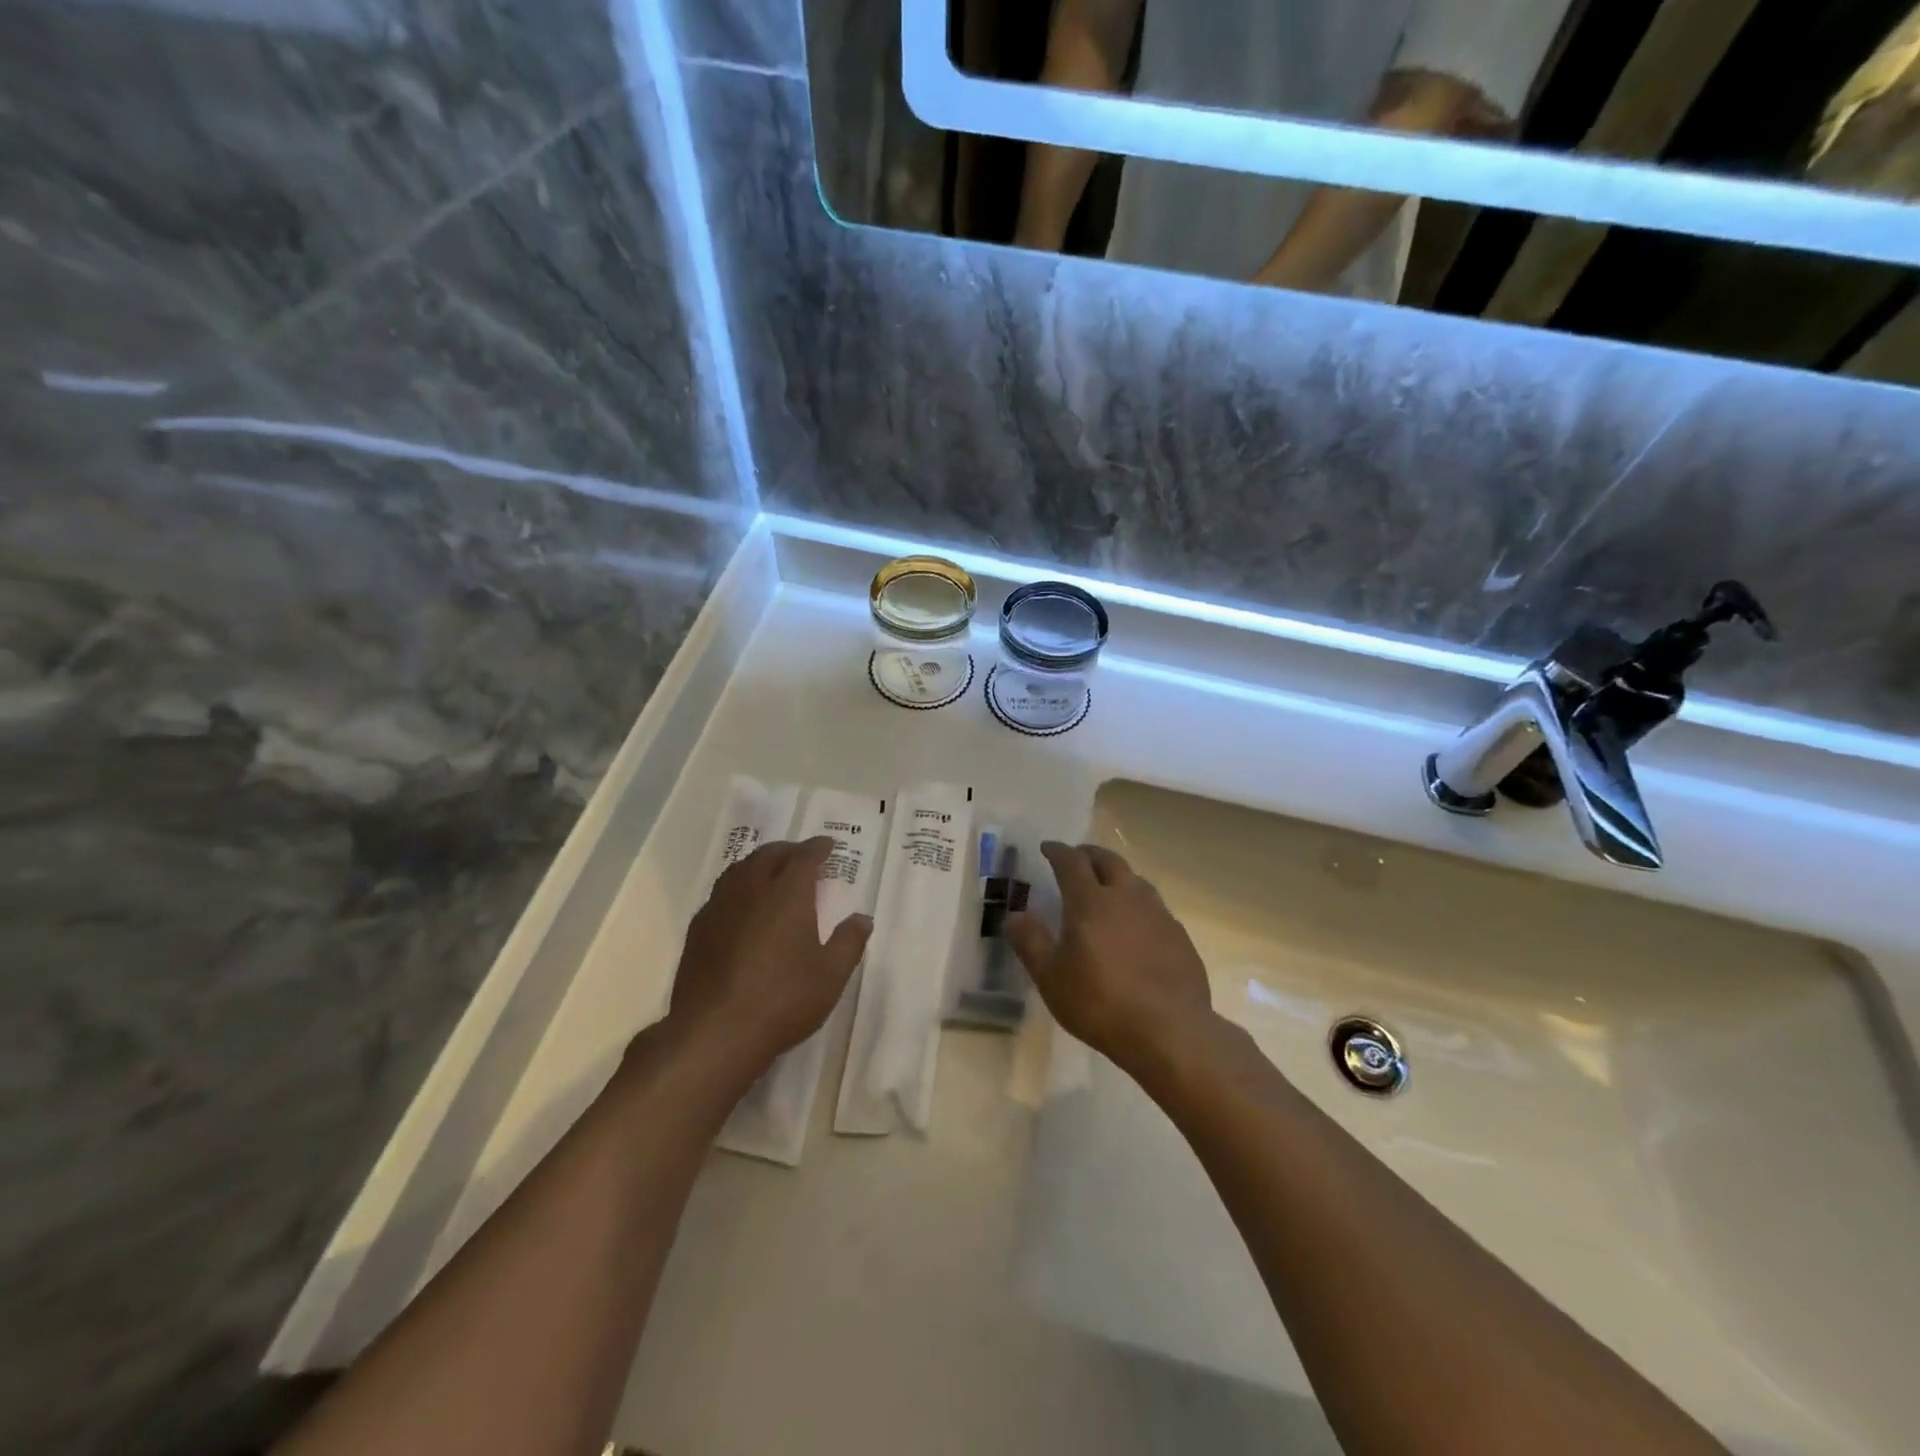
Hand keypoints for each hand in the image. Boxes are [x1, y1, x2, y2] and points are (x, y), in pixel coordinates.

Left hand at [667, 837, 872, 1078]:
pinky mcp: (698, 928)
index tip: (828, 845)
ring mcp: (719, 907)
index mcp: (787, 894)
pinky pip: (721, 892)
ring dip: (760, 863)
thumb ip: (849, 942)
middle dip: (788, 850)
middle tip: (802, 855)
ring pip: (740, 869)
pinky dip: (738, 886)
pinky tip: (741, 905)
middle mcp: (752, 889)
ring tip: (771, 872)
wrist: (715, 1032)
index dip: (818, 848)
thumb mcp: (831, 975)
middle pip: (769, 856)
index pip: (804, 857)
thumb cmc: (783, 1000)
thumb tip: (862, 918)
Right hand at [1004, 841, 1213, 1078]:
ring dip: (1117, 875)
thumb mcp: (1052, 978)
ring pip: (1135, 880)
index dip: (1057, 851)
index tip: (1048, 848)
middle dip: (1089, 854)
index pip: (1071, 861)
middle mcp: (1126, 897)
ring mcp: (1157, 914)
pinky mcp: (1179, 935)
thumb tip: (1014, 915)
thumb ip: (1031, 942)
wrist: (1170, 1031)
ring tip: (1107, 887)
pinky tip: (1136, 925)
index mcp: (1090, 902)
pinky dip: (1138, 903)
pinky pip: (1154, 906)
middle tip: (1077, 858)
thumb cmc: (1101, 1004)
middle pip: (1108, 860)